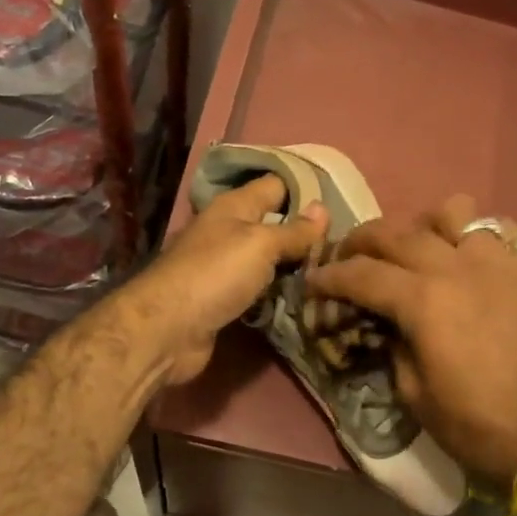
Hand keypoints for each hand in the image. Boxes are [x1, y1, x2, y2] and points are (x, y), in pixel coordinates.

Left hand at [121, 176, 325, 385]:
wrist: (168, 330)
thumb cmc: (215, 274)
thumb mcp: (261, 244)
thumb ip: (293, 230)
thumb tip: (323, 209)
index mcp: (234, 207)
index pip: (276, 185)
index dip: (306, 188)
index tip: (342, 199)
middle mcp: (228, 232)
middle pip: (274, 225)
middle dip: (306, 233)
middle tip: (348, 244)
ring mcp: (225, 268)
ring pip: (269, 260)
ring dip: (295, 267)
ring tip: (336, 272)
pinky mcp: (225, 300)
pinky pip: (260, 290)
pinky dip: (279, 293)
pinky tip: (307, 298)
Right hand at [307, 195, 516, 490]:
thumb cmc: (475, 425)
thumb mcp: (413, 393)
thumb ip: (393, 345)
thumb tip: (385, 323)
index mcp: (423, 301)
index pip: (362, 275)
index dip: (330, 277)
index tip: (314, 282)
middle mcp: (457, 267)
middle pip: (396, 233)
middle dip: (362, 242)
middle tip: (348, 258)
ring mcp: (497, 262)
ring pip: (451, 213)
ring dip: (422, 226)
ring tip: (416, 249)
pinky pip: (498, 229)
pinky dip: (474, 235)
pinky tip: (467, 256)